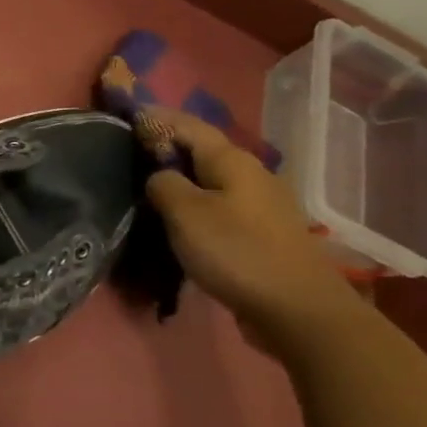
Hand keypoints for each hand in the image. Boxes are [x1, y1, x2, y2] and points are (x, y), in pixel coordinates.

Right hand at [143, 109, 365, 343]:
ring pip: (211, 180)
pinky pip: (220, 205)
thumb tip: (159, 176)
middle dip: (168, 148)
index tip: (128, 117)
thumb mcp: (185, 213)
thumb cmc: (236, 252)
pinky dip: (195, 204)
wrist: (298, 310)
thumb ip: (163, 184)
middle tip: (130, 154)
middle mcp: (250, 174)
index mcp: (232, 161)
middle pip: (202, 151)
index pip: (188, 125)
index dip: (157, 119)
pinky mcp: (262, 233)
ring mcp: (260, 205)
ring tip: (149, 187)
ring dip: (181, 179)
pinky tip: (179, 219)